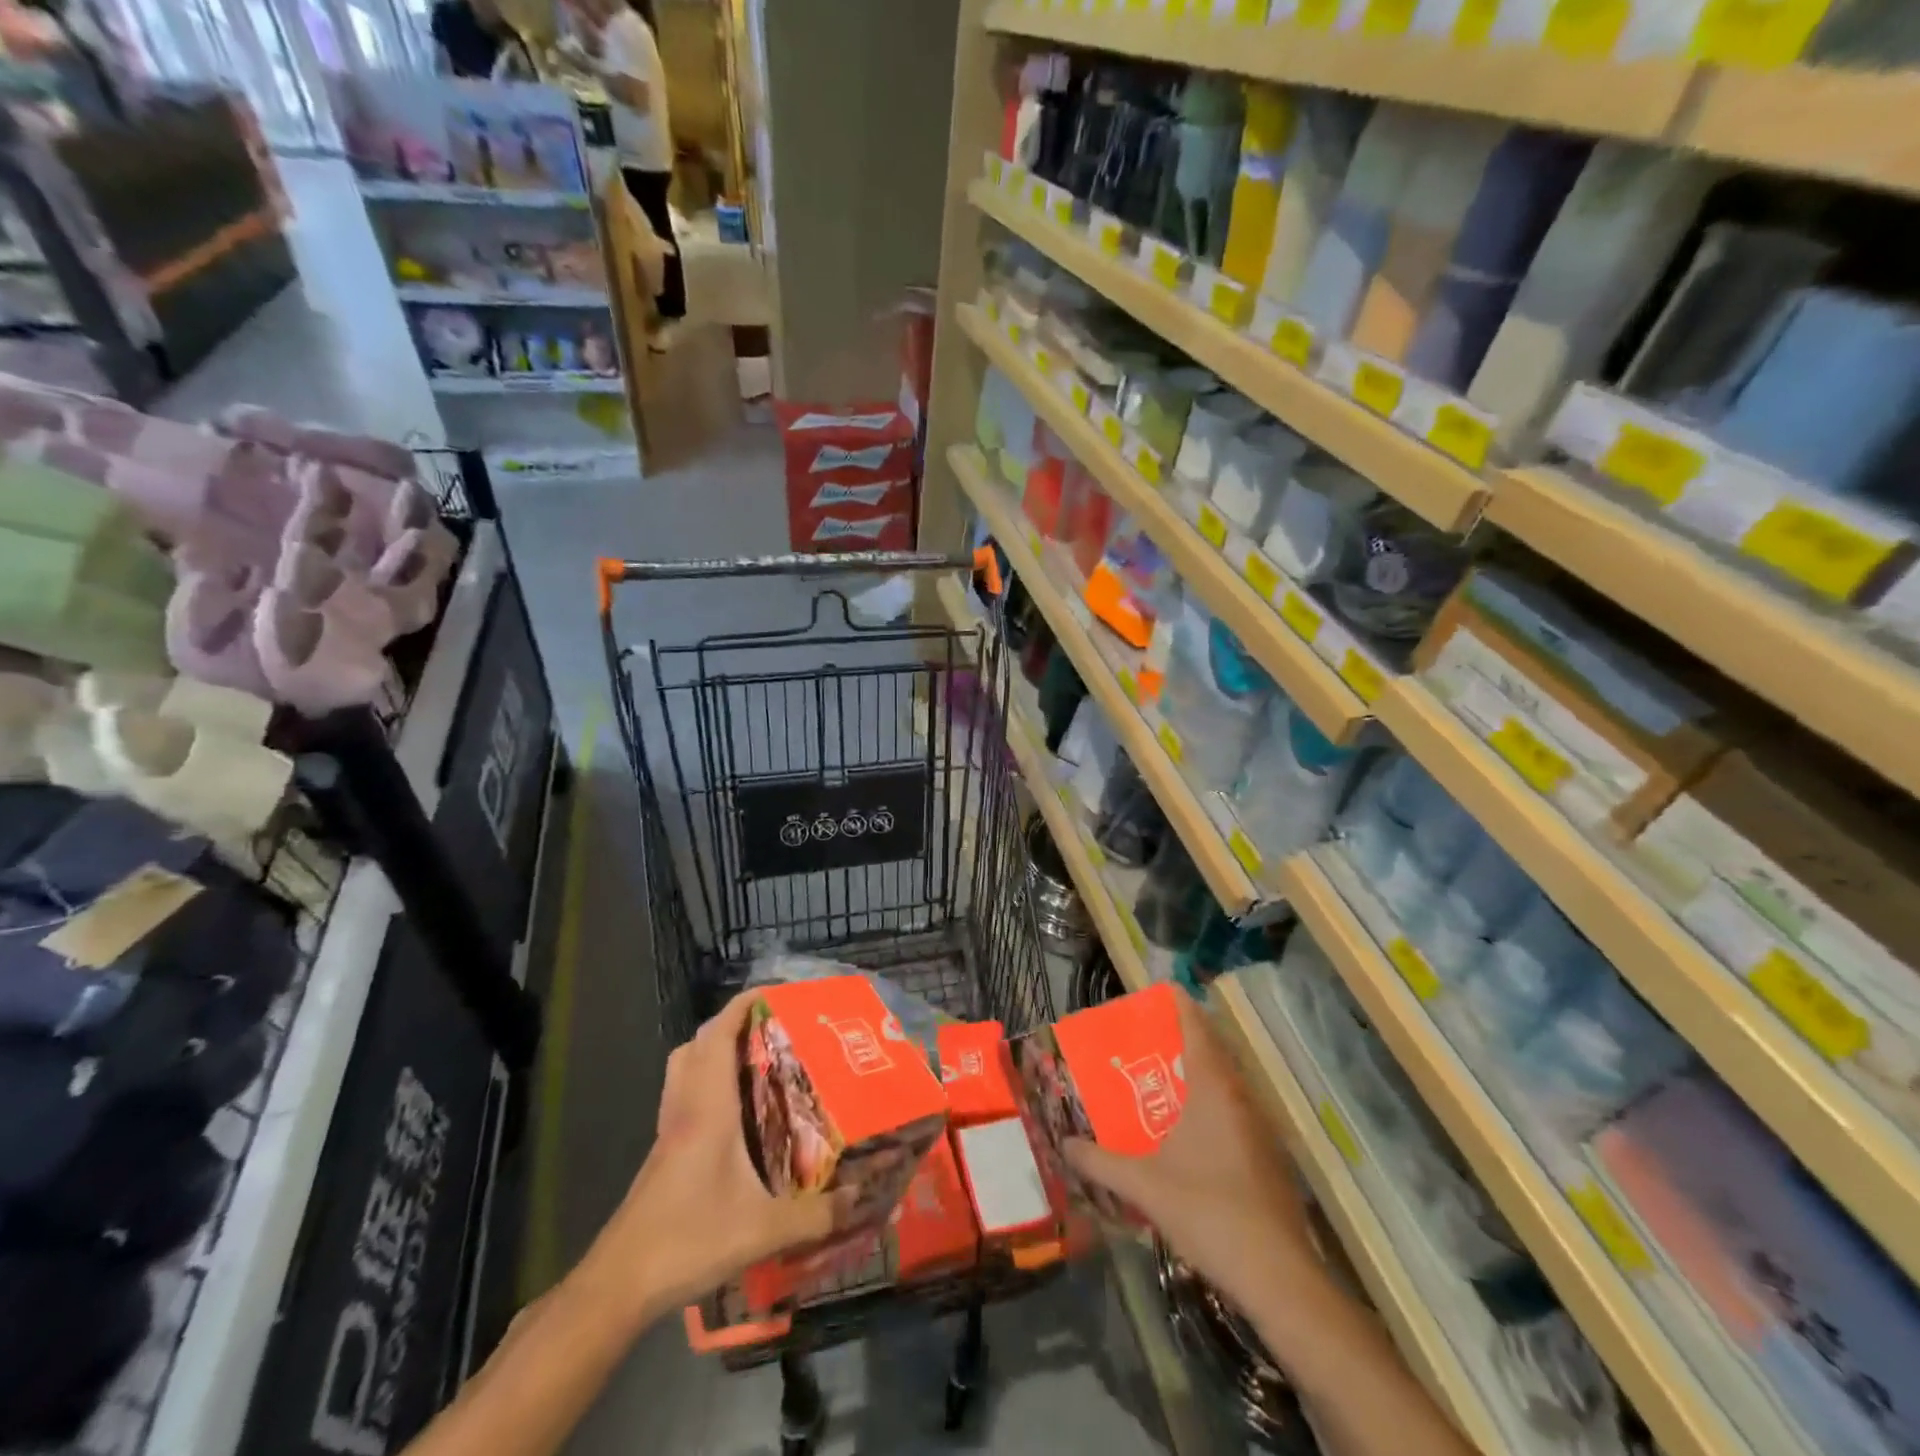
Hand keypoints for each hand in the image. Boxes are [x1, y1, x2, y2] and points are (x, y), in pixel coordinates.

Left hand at [587, 993, 849, 1317]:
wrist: (619, 1284)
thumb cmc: (688, 1239)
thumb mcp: (762, 1230)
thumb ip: (815, 1215)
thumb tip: (860, 1197)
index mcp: (708, 1107)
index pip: (719, 1035)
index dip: (742, 1005)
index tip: (773, 992)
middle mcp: (685, 1107)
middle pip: (698, 1043)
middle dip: (732, 1024)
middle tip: (772, 1029)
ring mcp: (669, 1129)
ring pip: (684, 1067)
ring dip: (713, 1051)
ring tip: (754, 1062)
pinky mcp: (662, 1151)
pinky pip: (683, 1095)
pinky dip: (705, 1083)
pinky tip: (734, 1114)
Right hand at [1065, 994, 1336, 1341]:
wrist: (1278, 1274)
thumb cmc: (1208, 1211)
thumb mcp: (1143, 1185)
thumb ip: (1100, 1162)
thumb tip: (1064, 1144)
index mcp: (1213, 1090)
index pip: (1198, 1029)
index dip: (1181, 1005)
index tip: (1162, 990)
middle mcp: (1241, 1098)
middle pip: (1216, 1050)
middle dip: (1188, 1036)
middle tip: (1154, 1035)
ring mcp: (1262, 1128)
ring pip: (1230, 1082)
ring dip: (1204, 1071)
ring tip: (1168, 1076)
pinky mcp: (1271, 1157)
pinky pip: (1238, 1110)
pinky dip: (1216, 1102)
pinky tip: (1195, 1131)